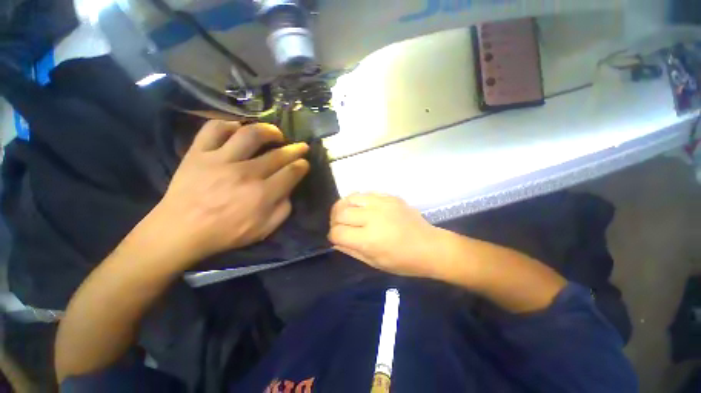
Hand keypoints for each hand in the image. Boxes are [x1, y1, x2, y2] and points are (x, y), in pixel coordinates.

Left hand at [151, 120, 309, 262]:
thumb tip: (289, 189)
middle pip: (278, 154)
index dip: (302, 165)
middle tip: (301, 146)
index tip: (304, 163)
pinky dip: (229, 124)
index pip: (291, 172)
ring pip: (250, 134)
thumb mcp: (265, 229)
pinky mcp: (199, 153)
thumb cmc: (226, 233)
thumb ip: (283, 209)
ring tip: (275, 134)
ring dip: (269, 131)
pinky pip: (214, 129)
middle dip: (295, 149)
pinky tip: (239, 130)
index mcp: (262, 194)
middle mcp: (246, 173)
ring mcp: (220, 160)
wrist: (180, 231)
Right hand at [328, 193, 446, 278]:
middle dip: (334, 221)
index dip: (333, 236)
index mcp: (369, 239)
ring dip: (343, 207)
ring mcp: (382, 203)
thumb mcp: (374, 263)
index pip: (337, 232)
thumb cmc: (403, 262)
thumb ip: (351, 250)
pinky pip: (365, 193)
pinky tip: (362, 208)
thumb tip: (335, 240)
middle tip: (340, 226)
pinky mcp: (389, 197)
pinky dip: (357, 201)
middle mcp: (373, 217)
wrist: (430, 246)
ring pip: (349, 198)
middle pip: (340, 212)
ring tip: (347, 214)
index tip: (337, 238)